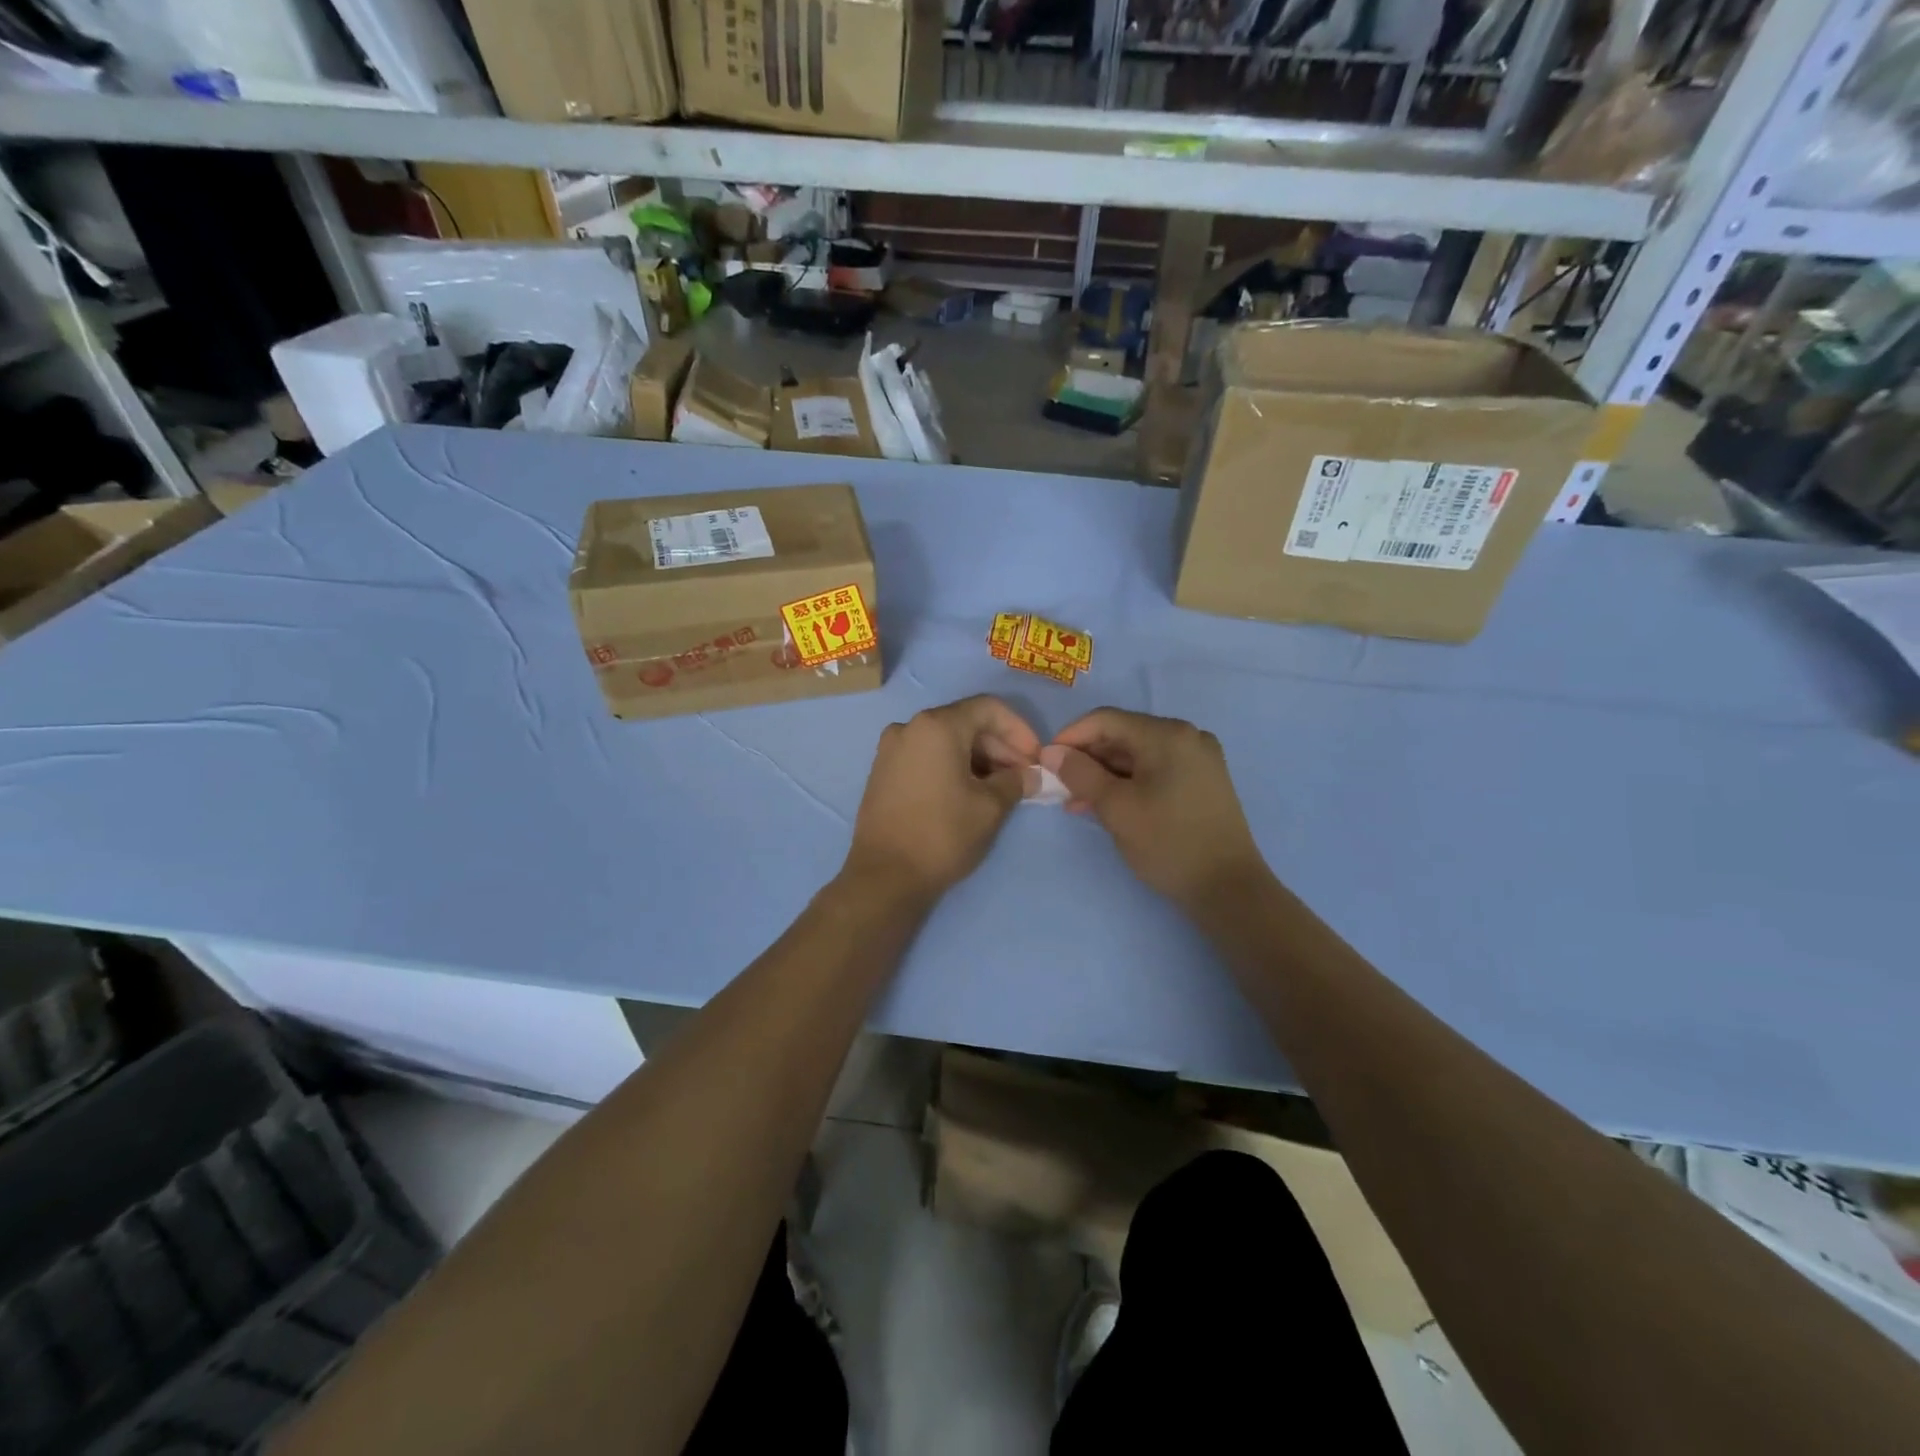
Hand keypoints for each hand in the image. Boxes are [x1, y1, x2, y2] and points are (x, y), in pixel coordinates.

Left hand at [845, 695, 1040, 901]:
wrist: (885, 876)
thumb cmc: (943, 834)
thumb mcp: (990, 807)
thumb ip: (1016, 782)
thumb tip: (1031, 775)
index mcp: (936, 726)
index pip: (988, 708)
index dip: (1019, 730)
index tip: (1035, 758)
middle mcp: (909, 727)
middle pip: (965, 722)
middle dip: (999, 746)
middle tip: (1022, 776)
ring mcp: (891, 750)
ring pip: (945, 741)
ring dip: (977, 758)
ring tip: (1000, 788)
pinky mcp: (883, 772)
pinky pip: (926, 756)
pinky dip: (952, 766)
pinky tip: (969, 792)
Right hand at [1043, 708, 1268, 910]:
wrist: (1228, 888)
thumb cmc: (1168, 843)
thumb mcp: (1116, 808)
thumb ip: (1080, 774)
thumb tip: (1050, 752)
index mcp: (1167, 734)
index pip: (1105, 720)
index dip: (1070, 737)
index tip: (1045, 762)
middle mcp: (1187, 736)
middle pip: (1123, 735)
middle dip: (1088, 758)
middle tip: (1059, 786)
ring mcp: (1199, 758)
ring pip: (1138, 755)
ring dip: (1105, 774)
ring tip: (1077, 803)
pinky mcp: (1203, 780)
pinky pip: (1155, 770)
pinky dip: (1129, 783)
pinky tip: (1107, 805)